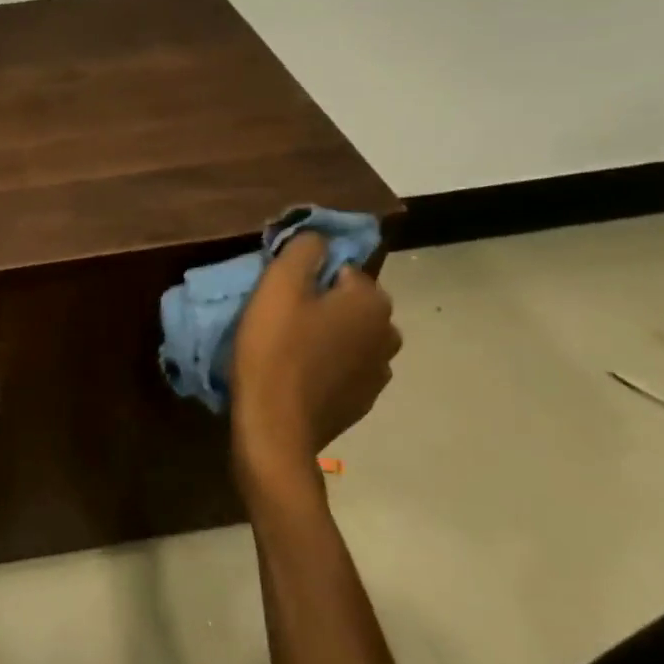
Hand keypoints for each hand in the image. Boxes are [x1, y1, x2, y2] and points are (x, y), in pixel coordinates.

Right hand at [231, 232, 399, 500]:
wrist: (275, 427)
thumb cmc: (274, 349)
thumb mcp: (278, 286)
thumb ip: (302, 249)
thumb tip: (317, 236)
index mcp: (371, 301)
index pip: (341, 269)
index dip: (307, 278)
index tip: (279, 295)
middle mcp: (388, 333)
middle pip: (348, 304)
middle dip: (321, 306)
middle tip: (280, 320)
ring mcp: (379, 373)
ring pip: (348, 337)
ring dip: (325, 337)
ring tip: (287, 350)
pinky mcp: (363, 402)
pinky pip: (345, 369)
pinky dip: (326, 367)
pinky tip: (297, 377)